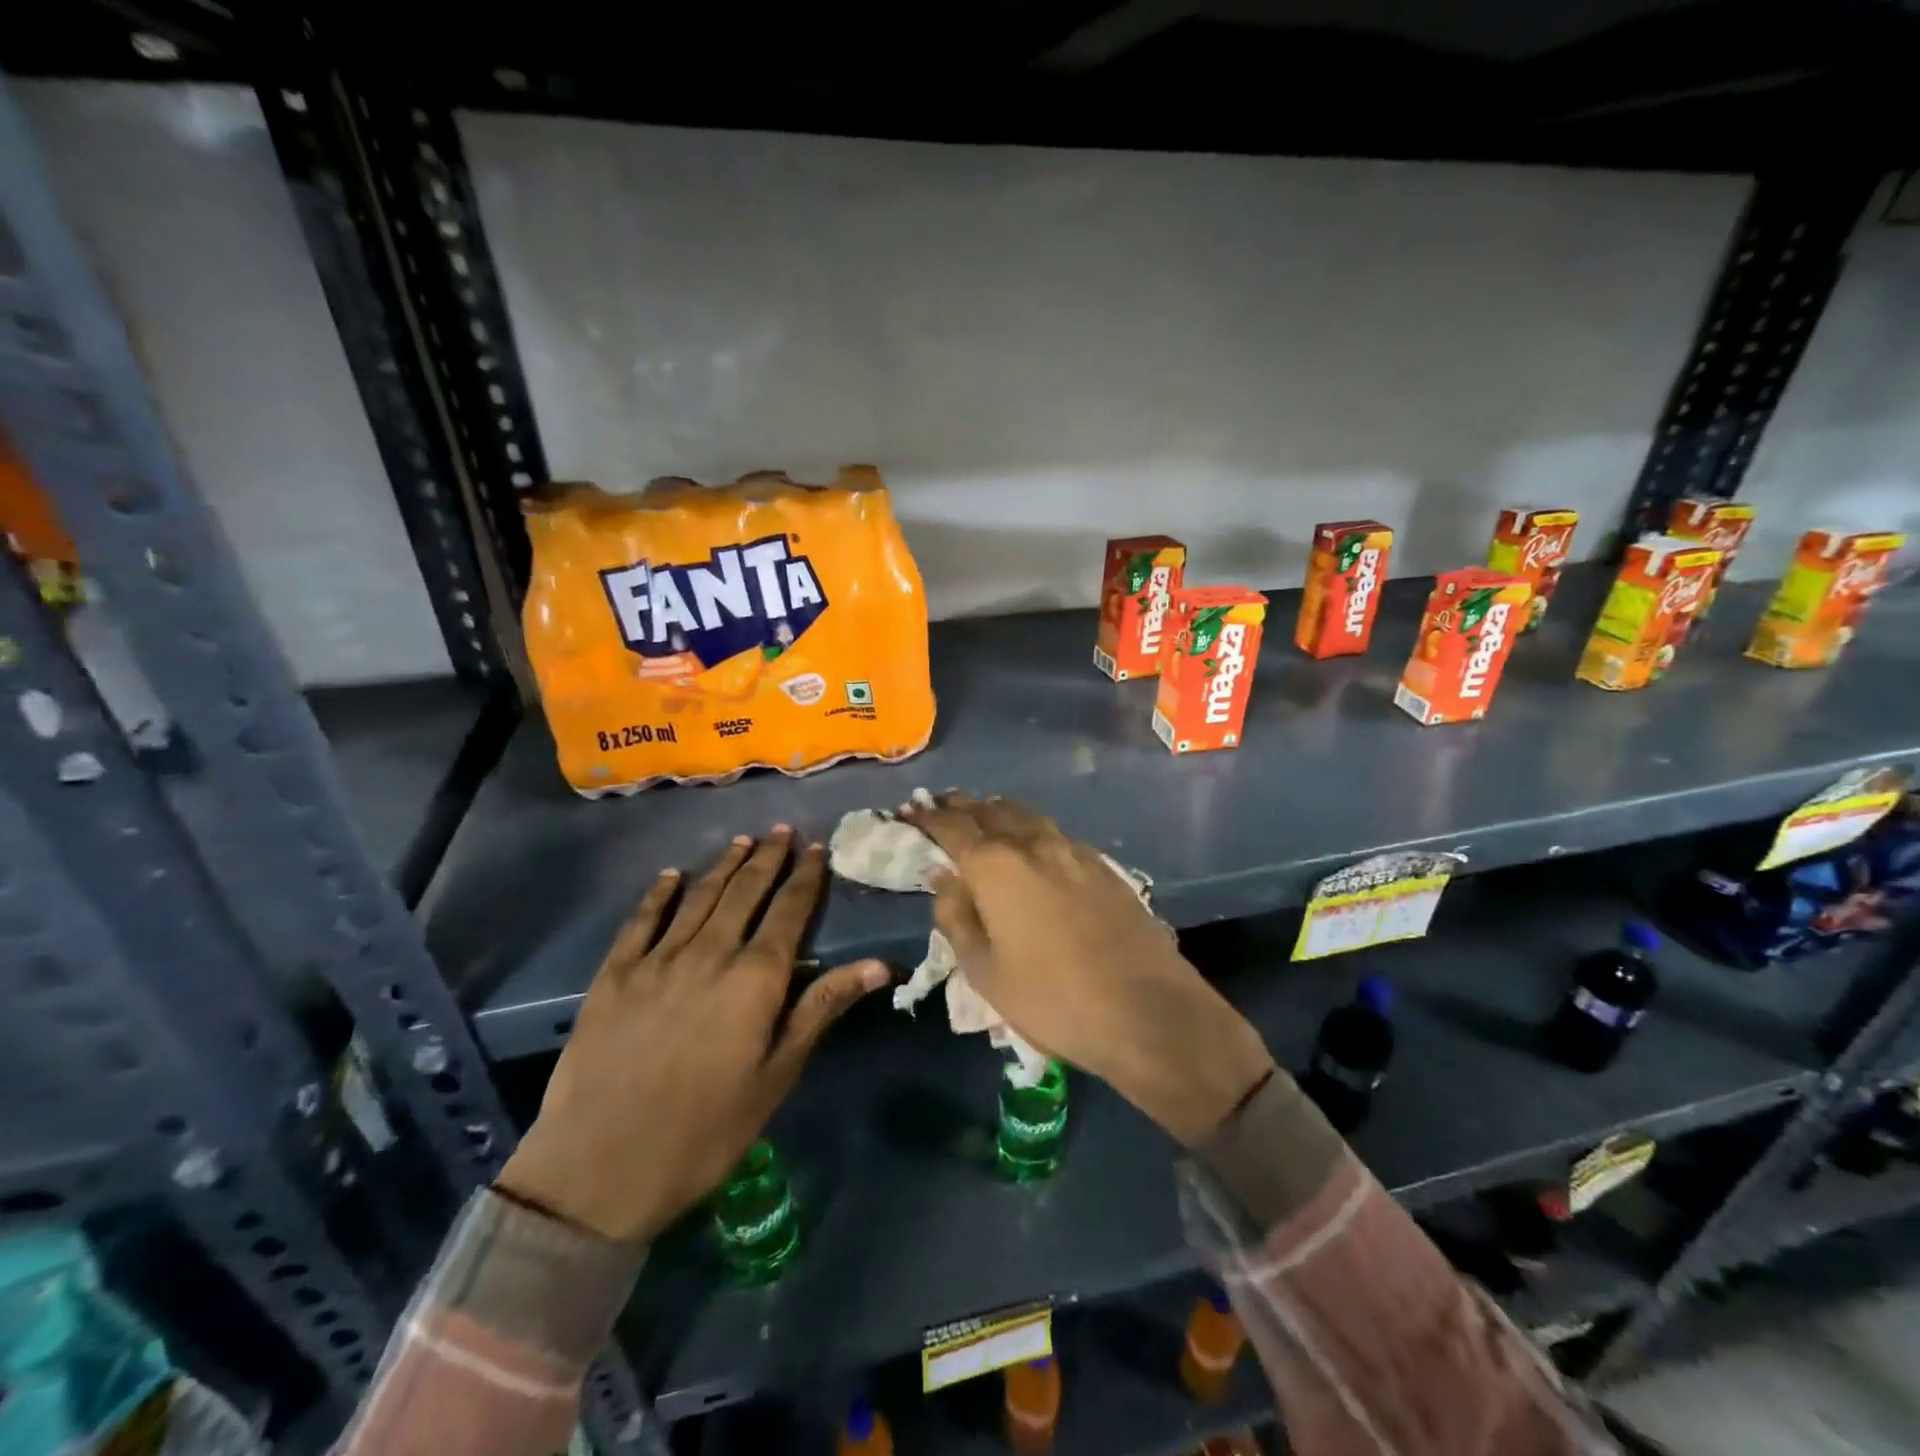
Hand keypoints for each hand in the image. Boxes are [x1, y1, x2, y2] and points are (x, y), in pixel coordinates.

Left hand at [496, 828, 887, 1242]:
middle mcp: (709, 954)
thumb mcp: (777, 1075)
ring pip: (698, 898)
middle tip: (782, 831)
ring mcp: (657, 961)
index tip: (815, 848)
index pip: (788, 912)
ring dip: (724, 866)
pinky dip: (659, 894)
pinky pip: (641, 921)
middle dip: (767, 859)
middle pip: (745, 893)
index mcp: (754, 979)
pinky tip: (671, 876)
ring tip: (742, 842)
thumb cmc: (706, 1131)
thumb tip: (878, 964)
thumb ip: (822, 1008)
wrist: (599, 1170)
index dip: (805, 877)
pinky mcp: (614, 976)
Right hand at [903, 794, 1272, 1146]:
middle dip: (962, 806)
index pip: (952, 827)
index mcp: (996, 866)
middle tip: (941, 804)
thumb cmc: (1052, 999)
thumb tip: (942, 877)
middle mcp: (1034, 844)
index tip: (910, 811)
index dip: (927, 817)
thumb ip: (956, 917)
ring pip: (1027, 816)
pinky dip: (1031, 828)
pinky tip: (1032, 843)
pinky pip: (1055, 833)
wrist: (1147, 1011)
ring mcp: (1074, 851)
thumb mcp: (985, 970)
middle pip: (991, 811)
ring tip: (982, 813)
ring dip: (998, 811)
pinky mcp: (1103, 866)